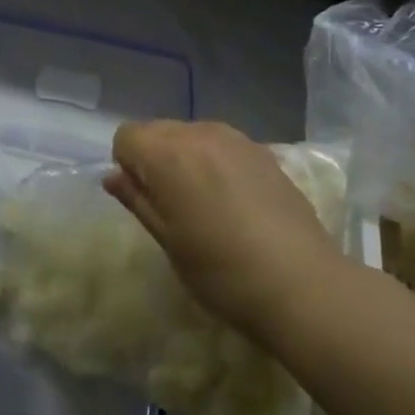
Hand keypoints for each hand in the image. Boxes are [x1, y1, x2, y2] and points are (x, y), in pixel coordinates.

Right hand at [105, 120, 339, 341]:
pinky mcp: (264, 151)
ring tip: (205, 205)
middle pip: (158, 130)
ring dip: (186, 160)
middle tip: (172, 206)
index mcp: (169, 153)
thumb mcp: (167, 239)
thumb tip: (113, 177)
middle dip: (155, 159)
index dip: (128, 166)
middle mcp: (200, 133)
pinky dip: (216, 163)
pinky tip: (235, 202)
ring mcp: (236, 139)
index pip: (126, 136)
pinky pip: (223, 146)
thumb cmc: (220, 269)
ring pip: (192, 135)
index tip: (146, 200)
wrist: (300, 283)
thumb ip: (137, 199)